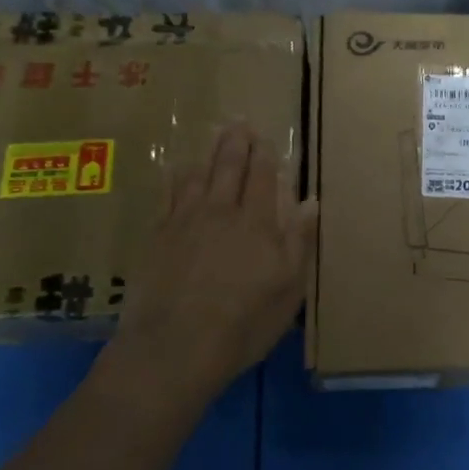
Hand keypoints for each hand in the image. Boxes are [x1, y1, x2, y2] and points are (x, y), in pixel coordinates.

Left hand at [100, 122, 317, 399]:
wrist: (174, 348)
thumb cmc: (243, 324)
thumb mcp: (288, 289)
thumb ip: (299, 241)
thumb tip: (311, 201)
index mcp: (257, 223)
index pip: (263, 177)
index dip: (265, 155)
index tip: (265, 137)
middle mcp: (221, 212)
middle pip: (229, 167)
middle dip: (236, 142)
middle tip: (239, 121)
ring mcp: (185, 222)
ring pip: (197, 175)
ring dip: (208, 153)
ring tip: (213, 136)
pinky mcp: (157, 237)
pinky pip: (167, 195)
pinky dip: (174, 177)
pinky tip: (175, 169)